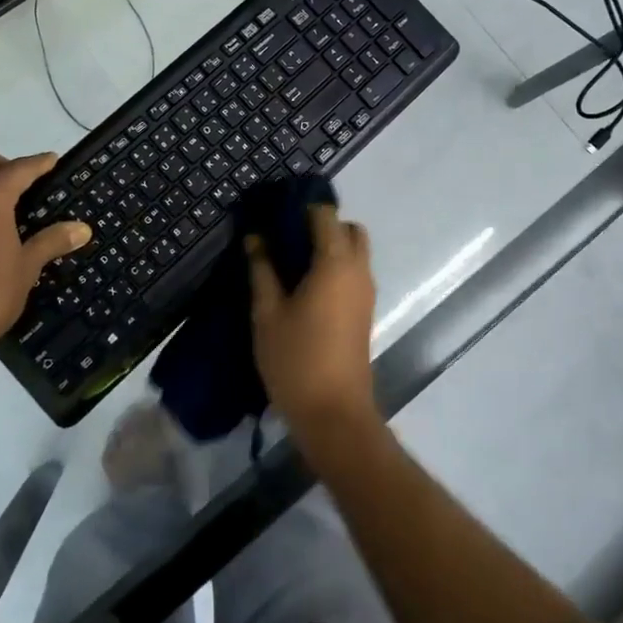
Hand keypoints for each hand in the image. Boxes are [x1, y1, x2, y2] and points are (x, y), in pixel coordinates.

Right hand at [247, 204, 378, 434]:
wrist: (334, 414)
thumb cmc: (296, 359)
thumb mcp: (267, 313)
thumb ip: (262, 270)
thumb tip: (255, 237)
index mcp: (335, 263)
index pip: (325, 214)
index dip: (301, 207)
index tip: (274, 212)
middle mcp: (358, 270)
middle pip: (349, 229)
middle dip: (321, 225)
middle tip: (285, 238)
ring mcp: (366, 292)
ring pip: (354, 252)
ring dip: (329, 246)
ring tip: (290, 261)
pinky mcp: (364, 311)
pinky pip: (353, 273)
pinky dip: (334, 266)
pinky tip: (303, 285)